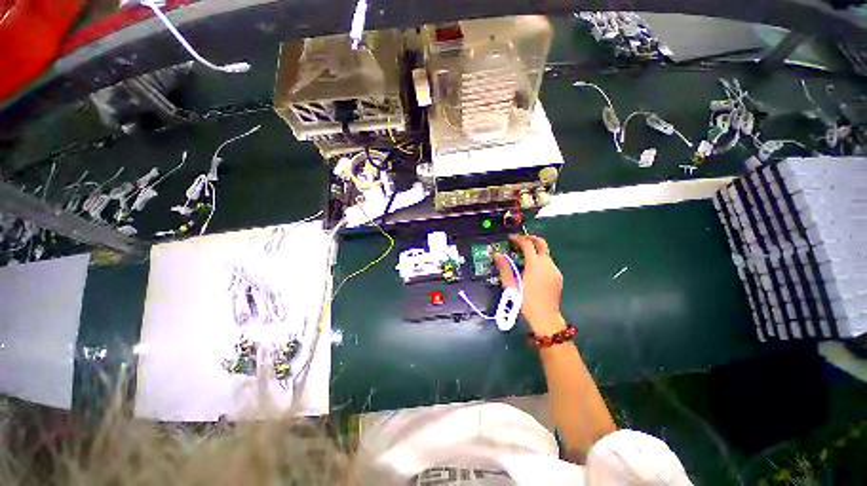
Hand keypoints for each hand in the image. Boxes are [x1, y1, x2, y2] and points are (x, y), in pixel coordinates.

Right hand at [494, 235, 565, 334]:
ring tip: (523, 256)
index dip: (518, 239)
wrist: (545, 317)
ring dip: (535, 250)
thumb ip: (504, 267)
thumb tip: (497, 254)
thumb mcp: (511, 284)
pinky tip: (532, 269)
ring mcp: (554, 270)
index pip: (527, 244)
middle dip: (530, 238)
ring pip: (545, 253)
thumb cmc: (525, 300)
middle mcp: (547, 263)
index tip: (510, 238)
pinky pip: (548, 263)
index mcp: (535, 264)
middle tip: (520, 239)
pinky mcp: (558, 276)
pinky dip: (540, 260)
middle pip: (541, 243)